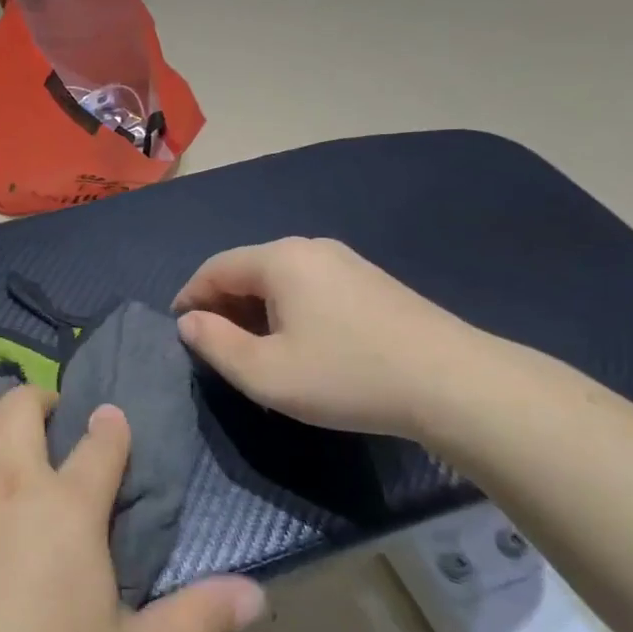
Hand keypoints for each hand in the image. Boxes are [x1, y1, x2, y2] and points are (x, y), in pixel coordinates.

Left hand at [0, 387, 264, 631]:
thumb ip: (199, 622)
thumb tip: (258, 594)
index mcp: (69, 506)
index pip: (102, 442)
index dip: (112, 427)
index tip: (113, 424)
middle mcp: (12, 478)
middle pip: (23, 403)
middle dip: (43, 399)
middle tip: (51, 418)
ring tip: (1, 431)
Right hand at [172, 237, 488, 439]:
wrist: (453, 383)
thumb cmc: (346, 376)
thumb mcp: (266, 373)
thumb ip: (215, 344)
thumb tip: (189, 322)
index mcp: (280, 259)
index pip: (215, 268)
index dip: (189, 297)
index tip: (179, 331)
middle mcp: (311, 248)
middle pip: (248, 269)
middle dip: (223, 304)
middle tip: (215, 346)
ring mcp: (347, 262)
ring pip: (280, 279)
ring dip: (256, 309)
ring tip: (254, 350)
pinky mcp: (372, 282)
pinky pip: (310, 287)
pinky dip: (288, 310)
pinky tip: (300, 344)